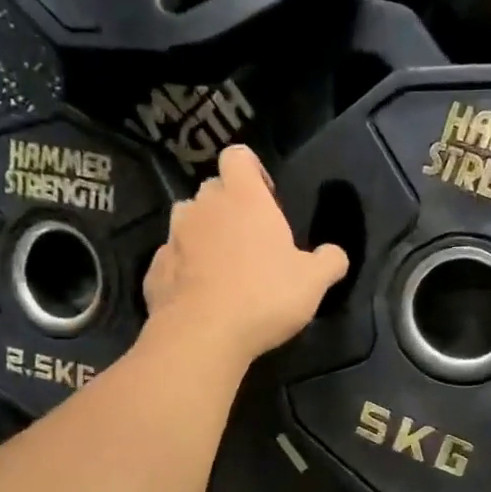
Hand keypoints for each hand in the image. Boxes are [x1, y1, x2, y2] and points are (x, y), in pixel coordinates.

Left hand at [142, 145, 348, 361]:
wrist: (202, 335)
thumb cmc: (264, 297)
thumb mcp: (314, 282)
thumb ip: (329, 261)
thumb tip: (335, 255)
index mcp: (243, 198)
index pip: (238, 156)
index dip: (253, 170)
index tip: (267, 198)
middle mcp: (203, 207)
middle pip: (213, 189)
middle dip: (230, 206)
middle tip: (251, 240)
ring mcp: (173, 237)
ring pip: (188, 221)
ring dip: (204, 234)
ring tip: (223, 266)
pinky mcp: (155, 269)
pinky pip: (173, 258)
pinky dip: (185, 268)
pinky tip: (201, 294)